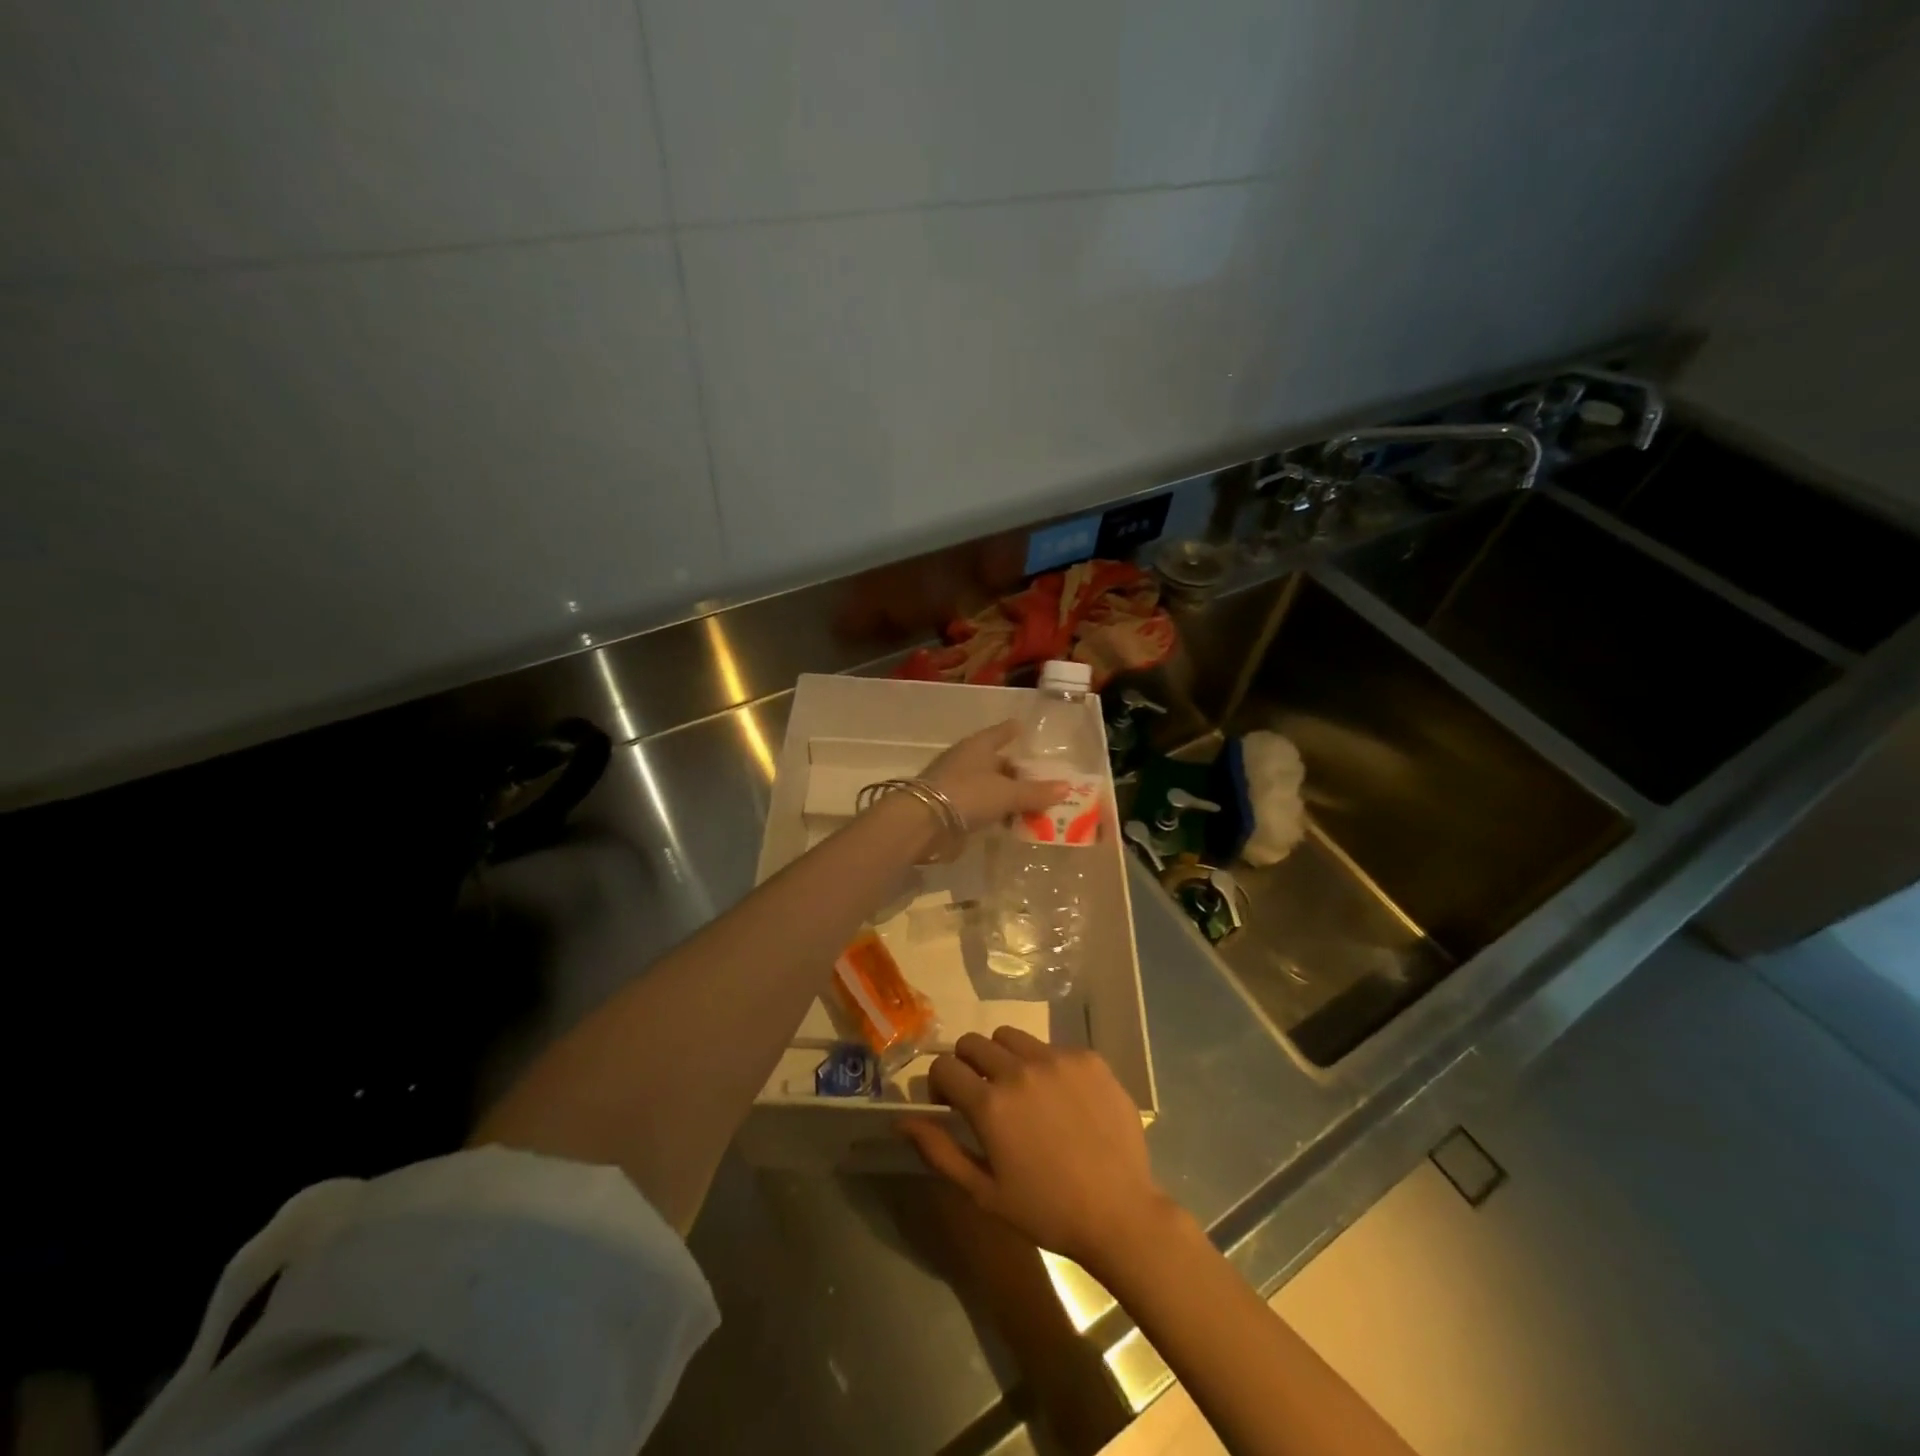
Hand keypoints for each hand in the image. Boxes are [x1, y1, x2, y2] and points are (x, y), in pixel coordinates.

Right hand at [899, 1029, 1178, 1274]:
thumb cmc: (1046, 1210)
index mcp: (990, 1104)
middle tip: (982, 1095)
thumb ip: (939, 1150)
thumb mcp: (984, 1192)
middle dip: (967, 1064)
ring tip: (1020, 1090)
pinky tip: (1061, 1098)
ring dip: (1003, 1056)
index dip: (939, 1085)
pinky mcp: (1088, 1058)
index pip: (944, 1067)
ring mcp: (1057, 1059)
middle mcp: (1019, 1069)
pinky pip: (1052, 1047)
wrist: (1120, 1212)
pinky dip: (1045, 1065)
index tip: (950, 1105)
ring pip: (1011, 1036)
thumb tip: (901, 1120)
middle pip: (974, 1042)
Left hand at [921, 720, 1067, 832]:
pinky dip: (995, 811)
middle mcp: (966, 760)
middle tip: (1042, 780)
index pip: (1001, 732)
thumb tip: (1066, 787)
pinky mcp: (949, 807)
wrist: (922, 823)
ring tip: (1033, 806)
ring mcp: (955, 783)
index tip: (1024, 729)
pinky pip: (980, 805)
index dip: (1013, 731)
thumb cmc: (968, 795)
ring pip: (989, 785)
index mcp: (978, 746)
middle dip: (1017, 771)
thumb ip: (1036, 792)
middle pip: (996, 762)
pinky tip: (1010, 821)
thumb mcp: (1007, 793)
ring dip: (1007, 794)